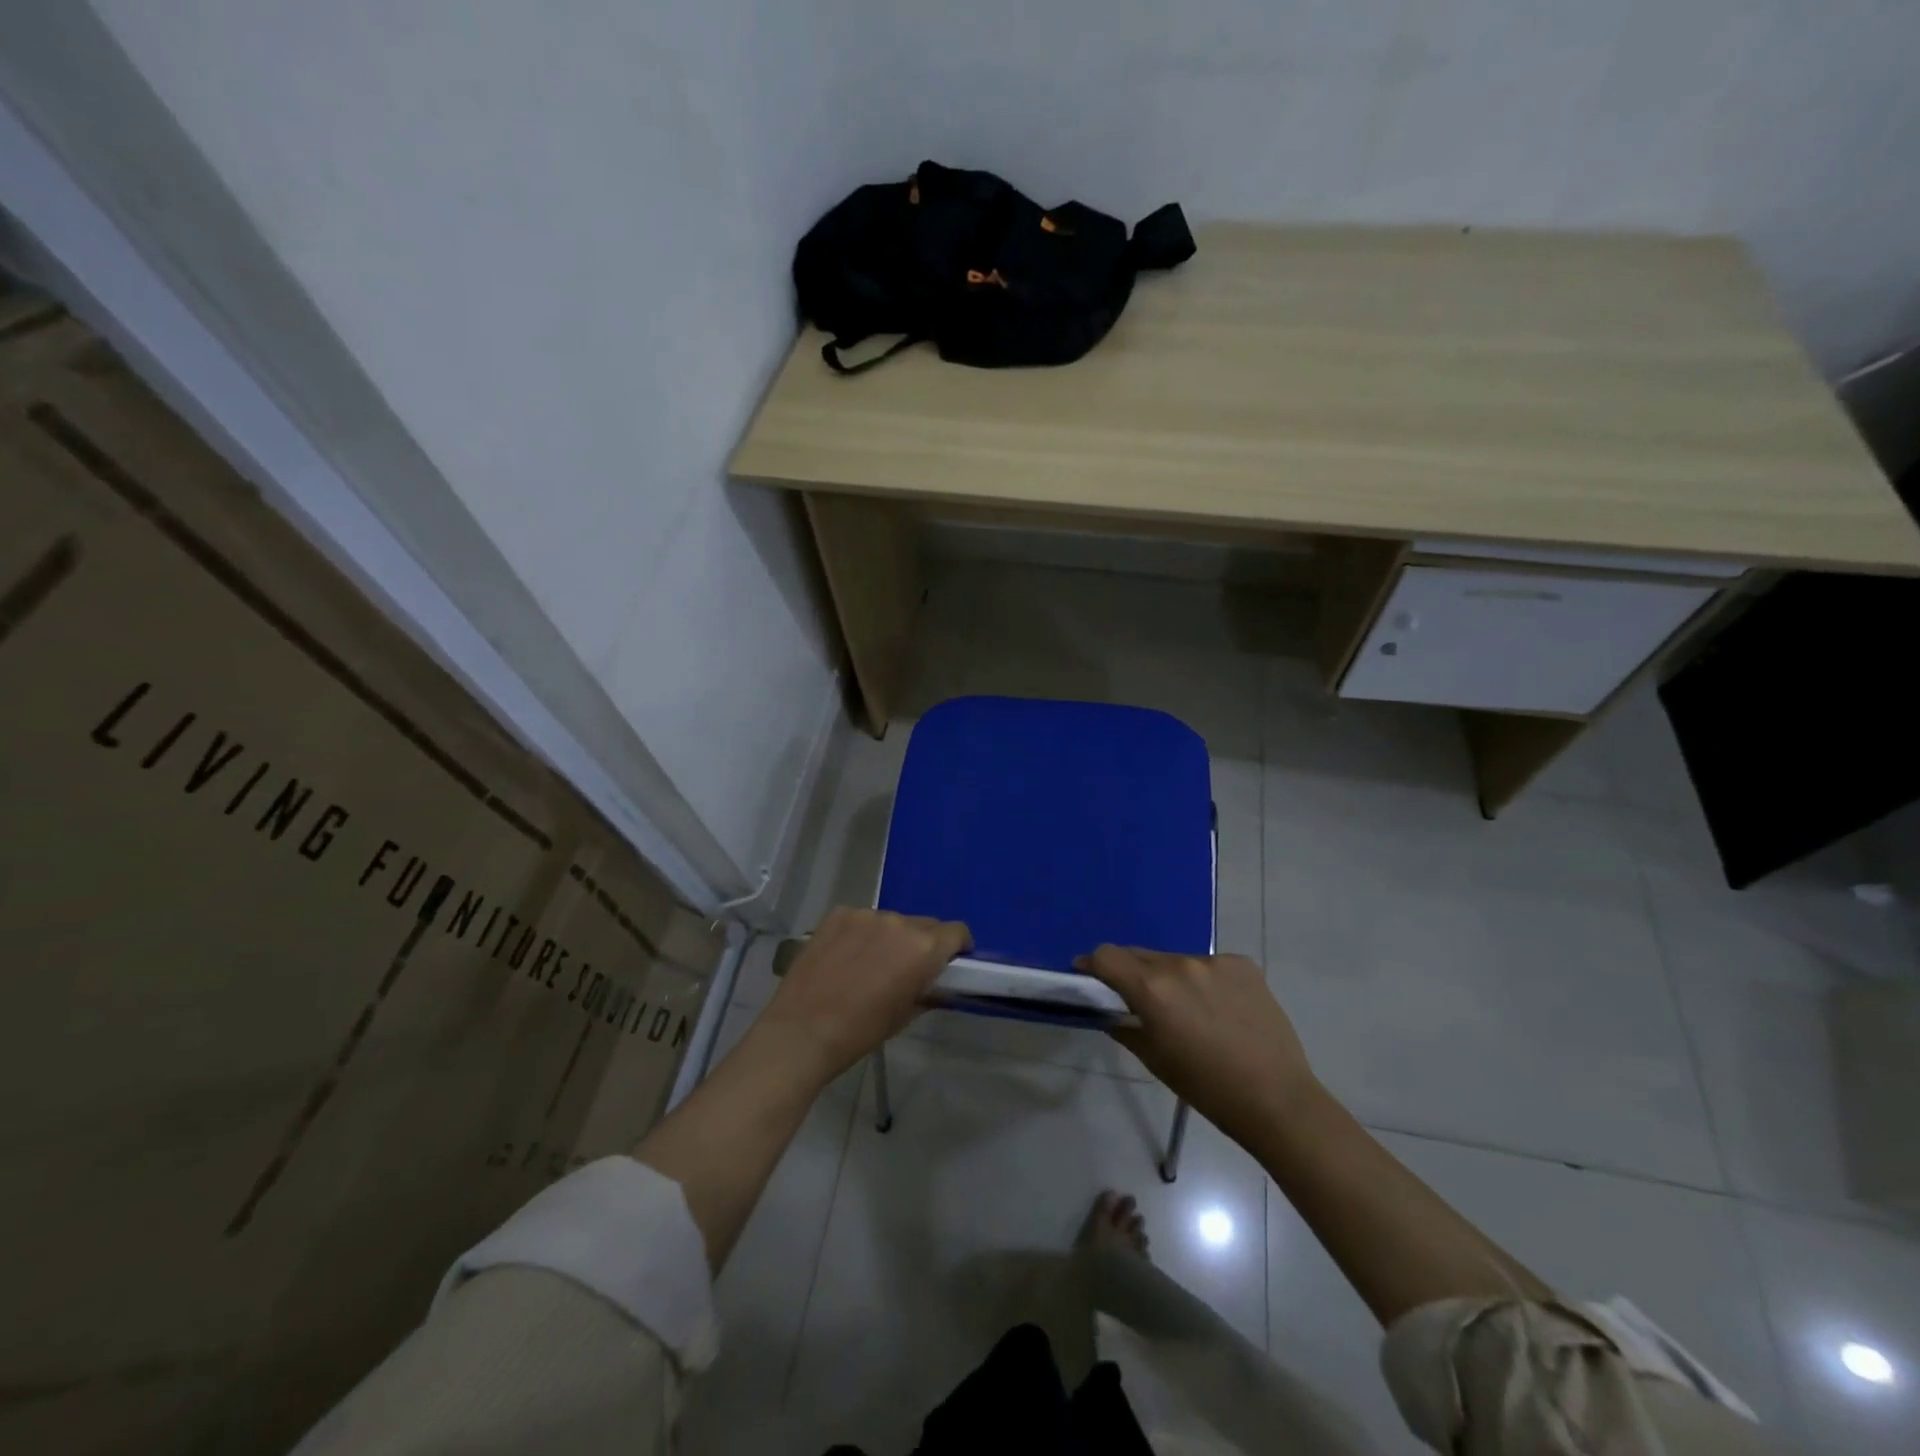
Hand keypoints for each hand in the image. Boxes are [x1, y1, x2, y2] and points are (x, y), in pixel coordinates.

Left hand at [759, 907, 971, 1081]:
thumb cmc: (861, 1031)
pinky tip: (844, 957)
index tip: (948, 962)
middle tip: (905, 968)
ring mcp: (866, 914)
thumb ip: (927, 990)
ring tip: (869, 964)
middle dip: (922, 943)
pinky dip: (861, 933)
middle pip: (924, 925)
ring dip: (889, 937)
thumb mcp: (906, 1015)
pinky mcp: (838, 914)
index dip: (957, 947)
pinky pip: (861, 920)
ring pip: (891, 922)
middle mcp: (899, 922)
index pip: (956, 932)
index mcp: (923, 948)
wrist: (803, 1030)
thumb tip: (933, 981)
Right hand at [1078, 947, 1317, 1141]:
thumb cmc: (1206, 1088)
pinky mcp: (1244, 965)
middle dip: (1131, 973)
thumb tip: (1108, 1011)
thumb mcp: (1154, 1060)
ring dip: (1170, 977)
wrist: (1277, 1099)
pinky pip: (1210, 966)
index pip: (1107, 956)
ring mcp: (1215, 962)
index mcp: (1152, 989)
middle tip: (1139, 1001)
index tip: (1090, 977)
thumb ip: (1124, 1027)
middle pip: (1140, 955)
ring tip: (1188, 1011)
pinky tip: (1220, 1010)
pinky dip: (1204, 981)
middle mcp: (1180, 964)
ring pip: (1176, 960)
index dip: (1093, 965)